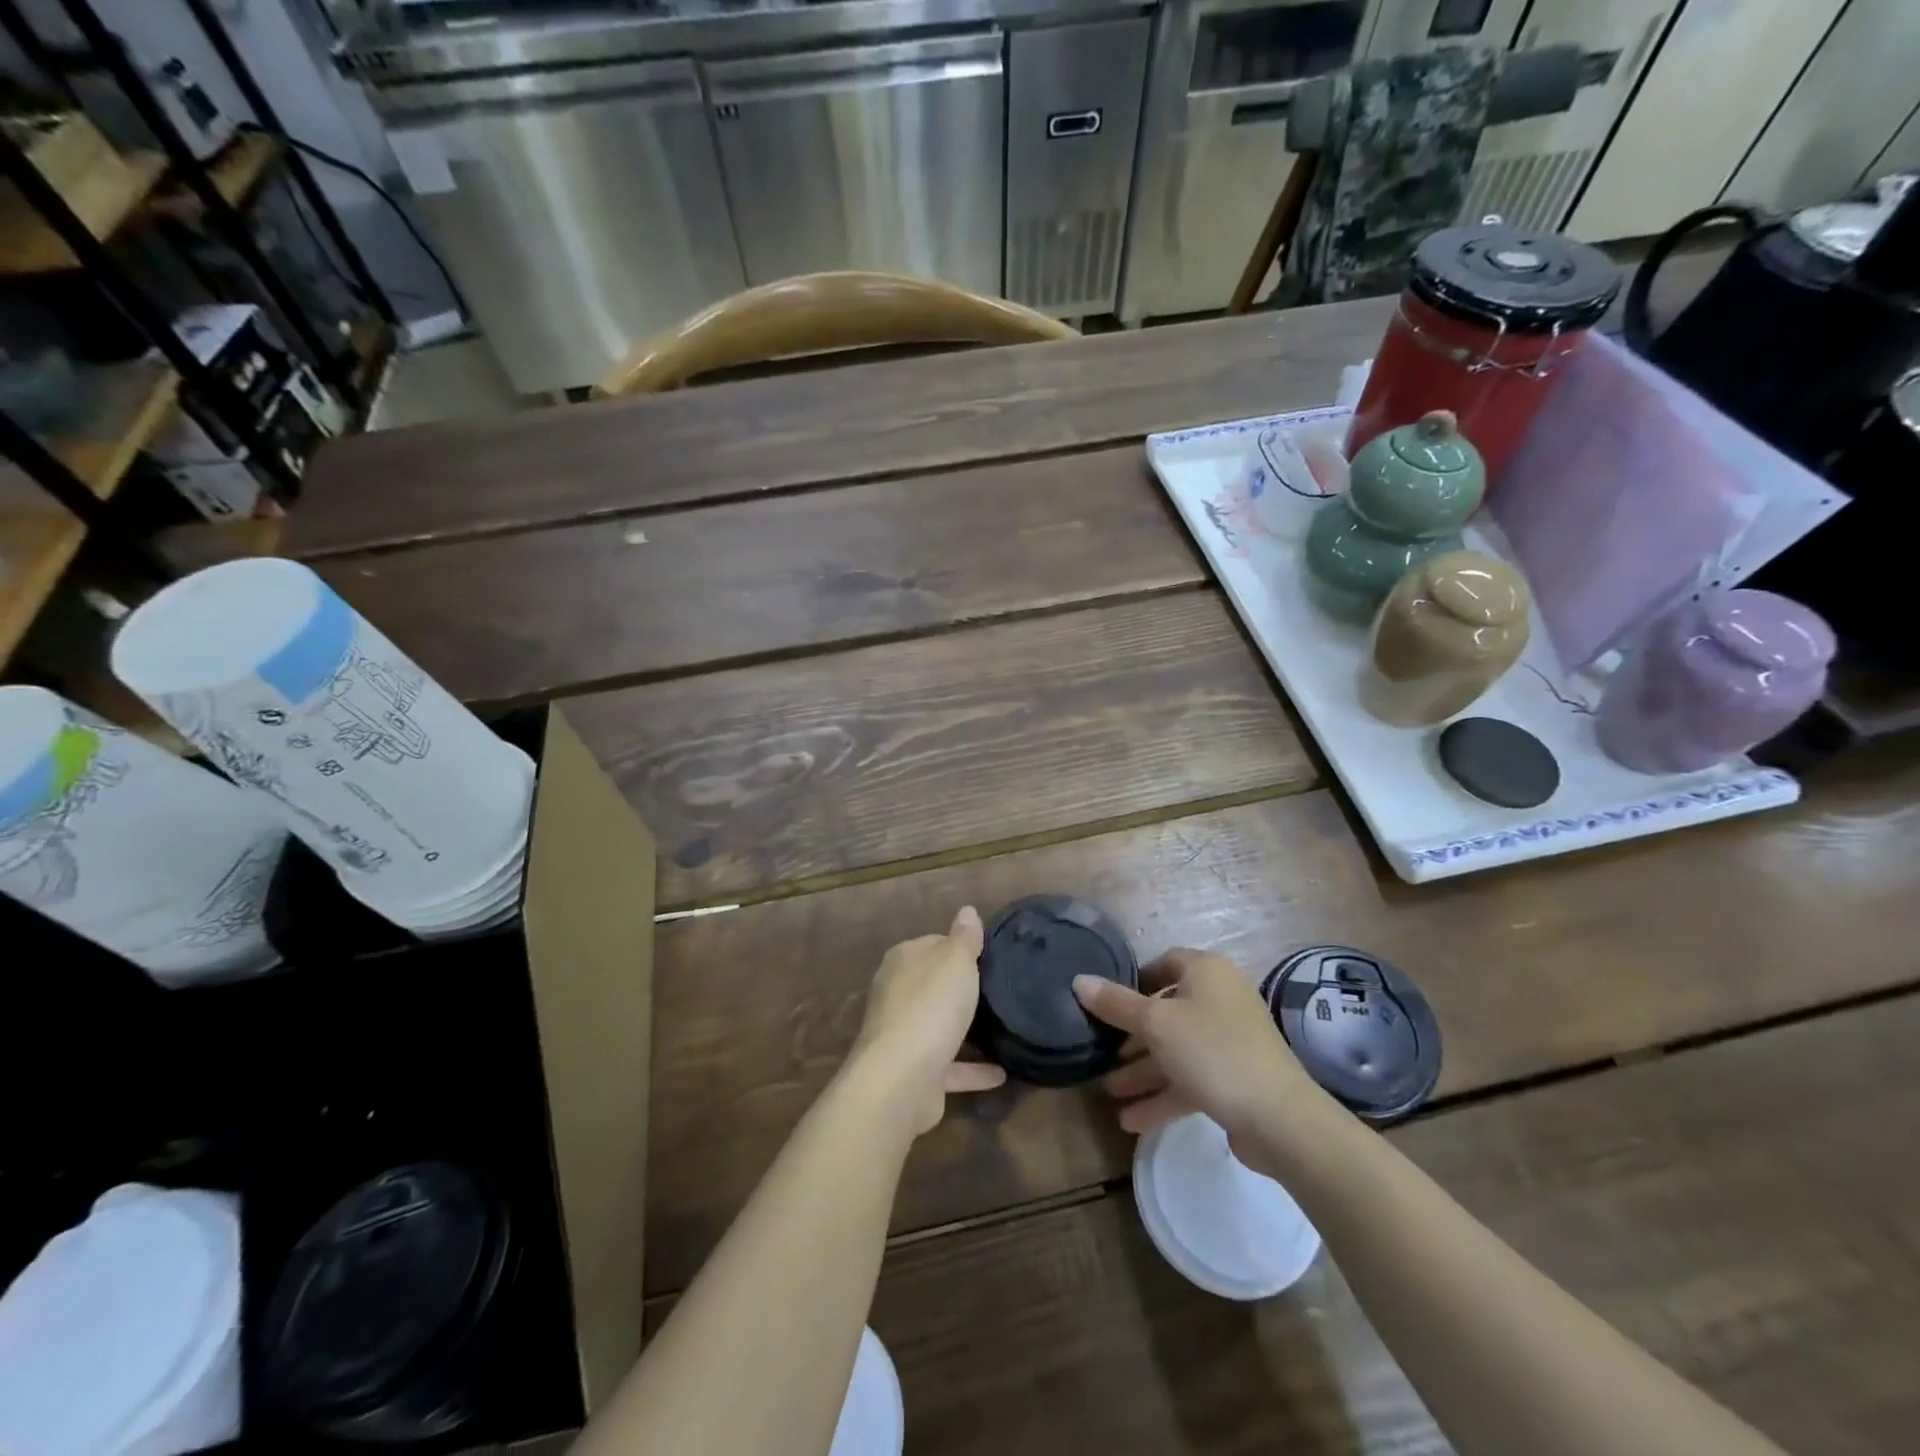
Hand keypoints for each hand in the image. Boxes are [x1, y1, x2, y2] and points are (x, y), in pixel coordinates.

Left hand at [849, 906, 1006, 1135]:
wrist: (902, 1078)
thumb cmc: (931, 1005)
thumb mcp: (955, 961)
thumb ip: (964, 937)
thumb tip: (967, 910)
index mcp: (903, 961)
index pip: (932, 944)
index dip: (958, 948)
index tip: (987, 956)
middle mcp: (897, 995)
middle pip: (932, 984)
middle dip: (958, 987)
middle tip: (997, 989)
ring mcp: (903, 1036)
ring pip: (937, 1026)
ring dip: (962, 1029)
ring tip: (999, 1027)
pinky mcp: (915, 1073)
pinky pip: (950, 1067)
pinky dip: (972, 1070)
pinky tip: (1001, 1073)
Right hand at [1073, 948, 1316, 1159]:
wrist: (1280, 1119)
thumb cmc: (1213, 1052)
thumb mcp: (1156, 1024)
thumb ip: (1116, 1004)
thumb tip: (1079, 980)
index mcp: (1207, 973)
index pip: (1165, 963)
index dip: (1134, 979)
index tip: (1107, 1002)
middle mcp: (1221, 999)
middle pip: (1167, 1010)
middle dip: (1132, 1036)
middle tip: (1102, 1051)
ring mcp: (1230, 1041)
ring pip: (1176, 1049)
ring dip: (1143, 1071)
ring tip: (1109, 1091)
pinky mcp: (1235, 1079)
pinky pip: (1191, 1079)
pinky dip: (1163, 1095)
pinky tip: (1132, 1120)